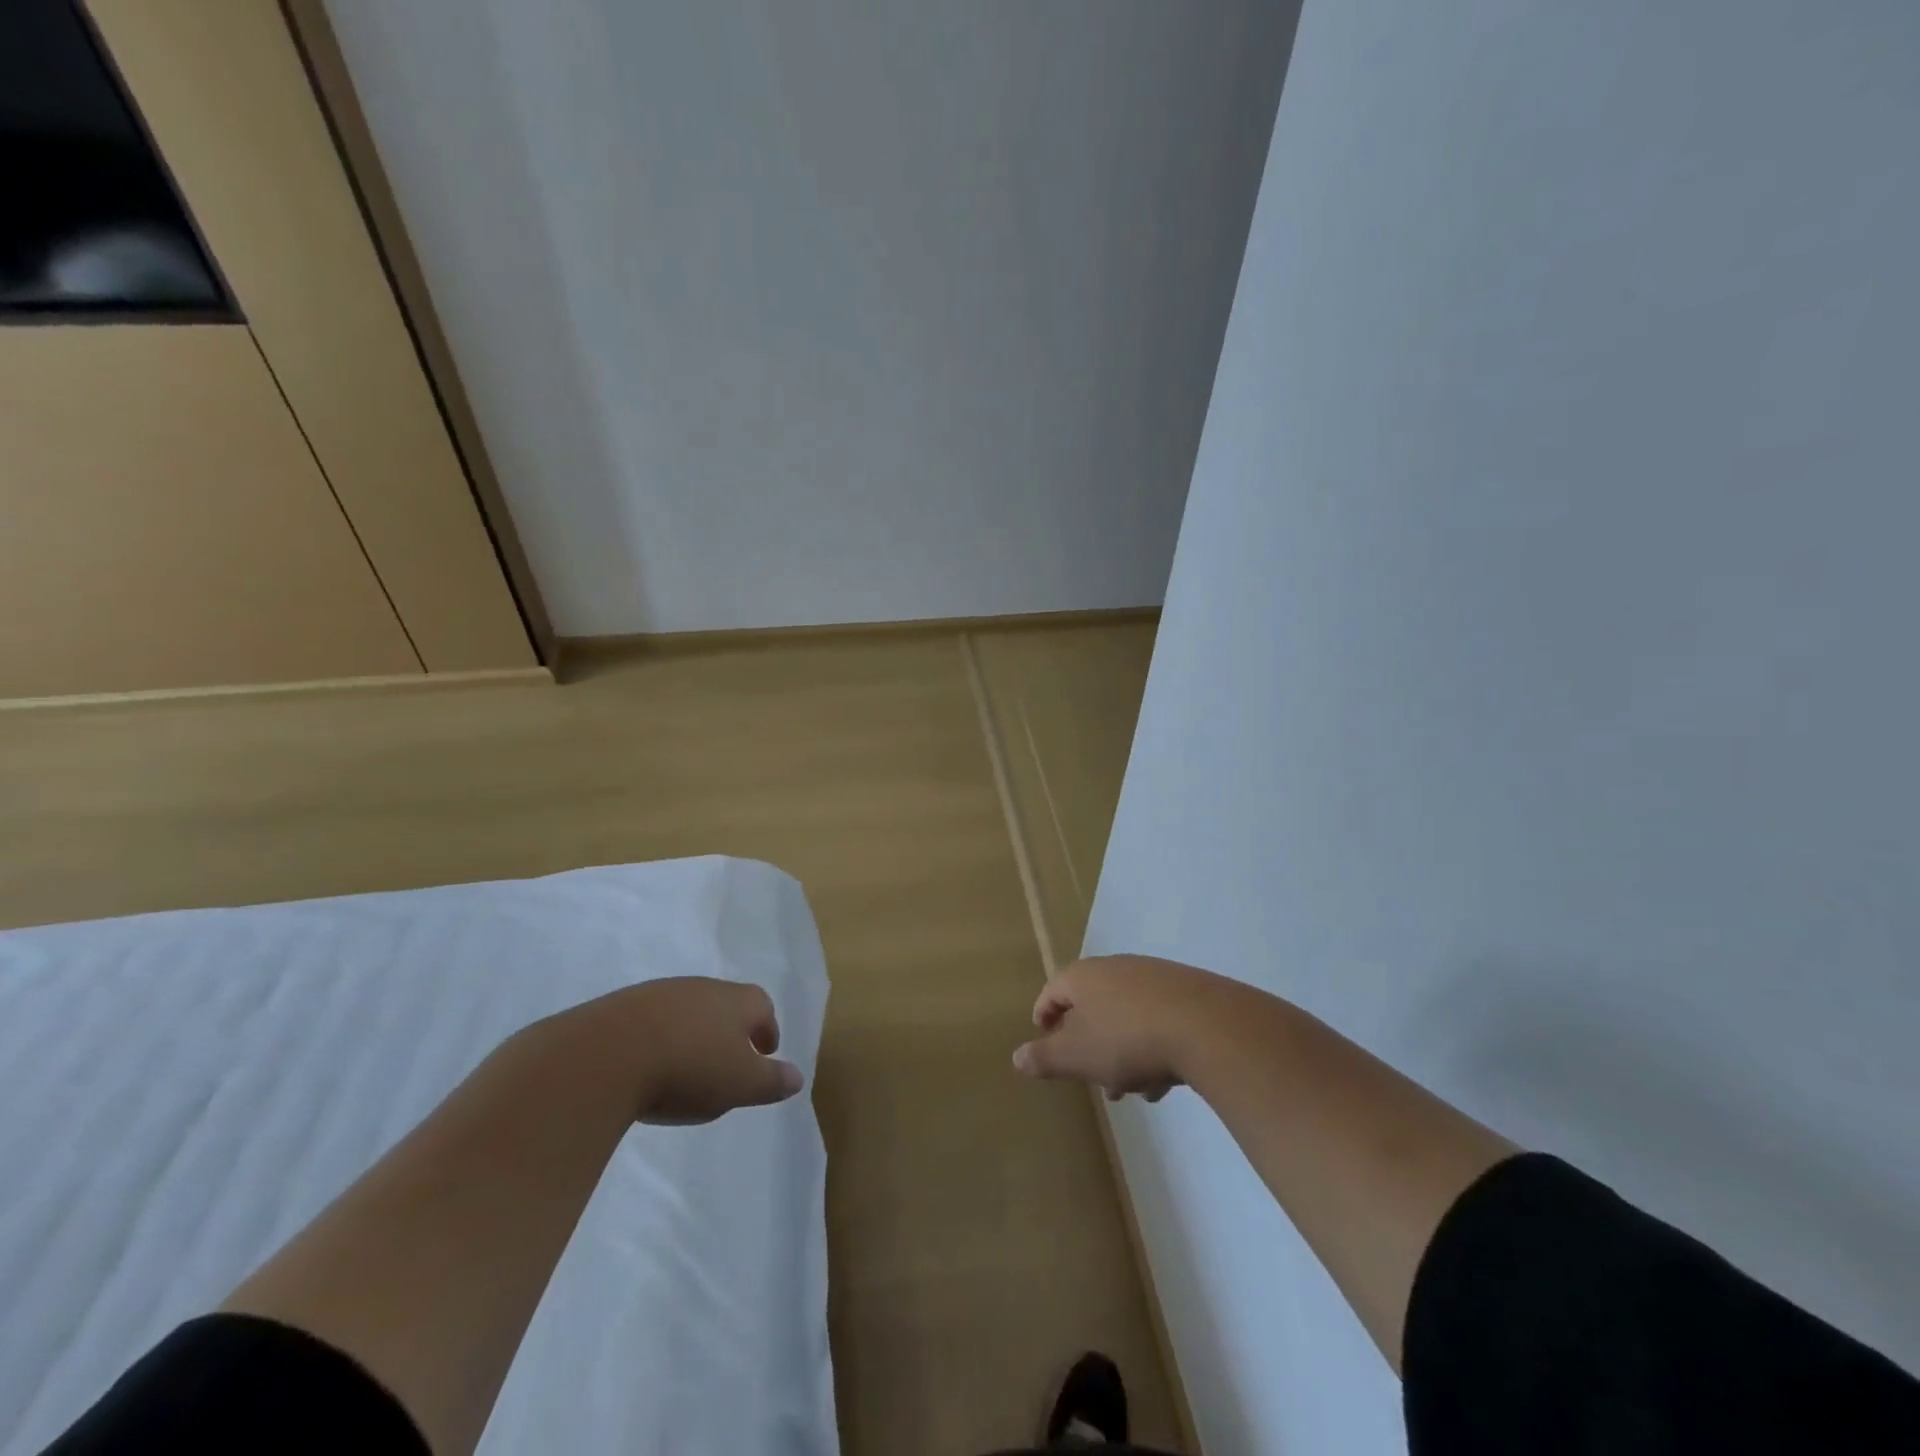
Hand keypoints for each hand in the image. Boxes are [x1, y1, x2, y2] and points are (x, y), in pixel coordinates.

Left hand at [570, 977, 804, 1124]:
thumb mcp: (740, 1084)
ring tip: (685, 1066)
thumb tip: (797, 1077)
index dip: (766, 1029)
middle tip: (727, 1060)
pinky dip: (656, 1039)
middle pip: (725, 1003)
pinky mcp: (620, 1007)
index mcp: (737, 1001)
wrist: (605, 1055)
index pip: (762, 1006)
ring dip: (691, 1032)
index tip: (765, 1052)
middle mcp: (702, 988)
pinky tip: (647, 1065)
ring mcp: (659, 993)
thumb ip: (771, 1081)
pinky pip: (649, 1021)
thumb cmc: (688, 1068)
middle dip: (729, 1029)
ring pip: (686, 1010)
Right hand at [1013, 954, 1239, 1101]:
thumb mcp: (1077, 1056)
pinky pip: (1157, 1019)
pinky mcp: (1185, 991)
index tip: (1044, 1038)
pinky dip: (1152, 1046)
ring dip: (1122, 1051)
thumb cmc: (1126, 1039)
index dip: (1044, 1015)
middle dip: (1089, 1043)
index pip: (1053, 990)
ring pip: (1126, 1015)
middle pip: (1091, 1005)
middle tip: (1089, 1076)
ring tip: (1132, 1089)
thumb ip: (1044, 1057)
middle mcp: (1115, 968)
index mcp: (1083, 977)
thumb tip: (1016, 1057)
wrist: (1204, 1025)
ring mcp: (1153, 977)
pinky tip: (1163, 1080)